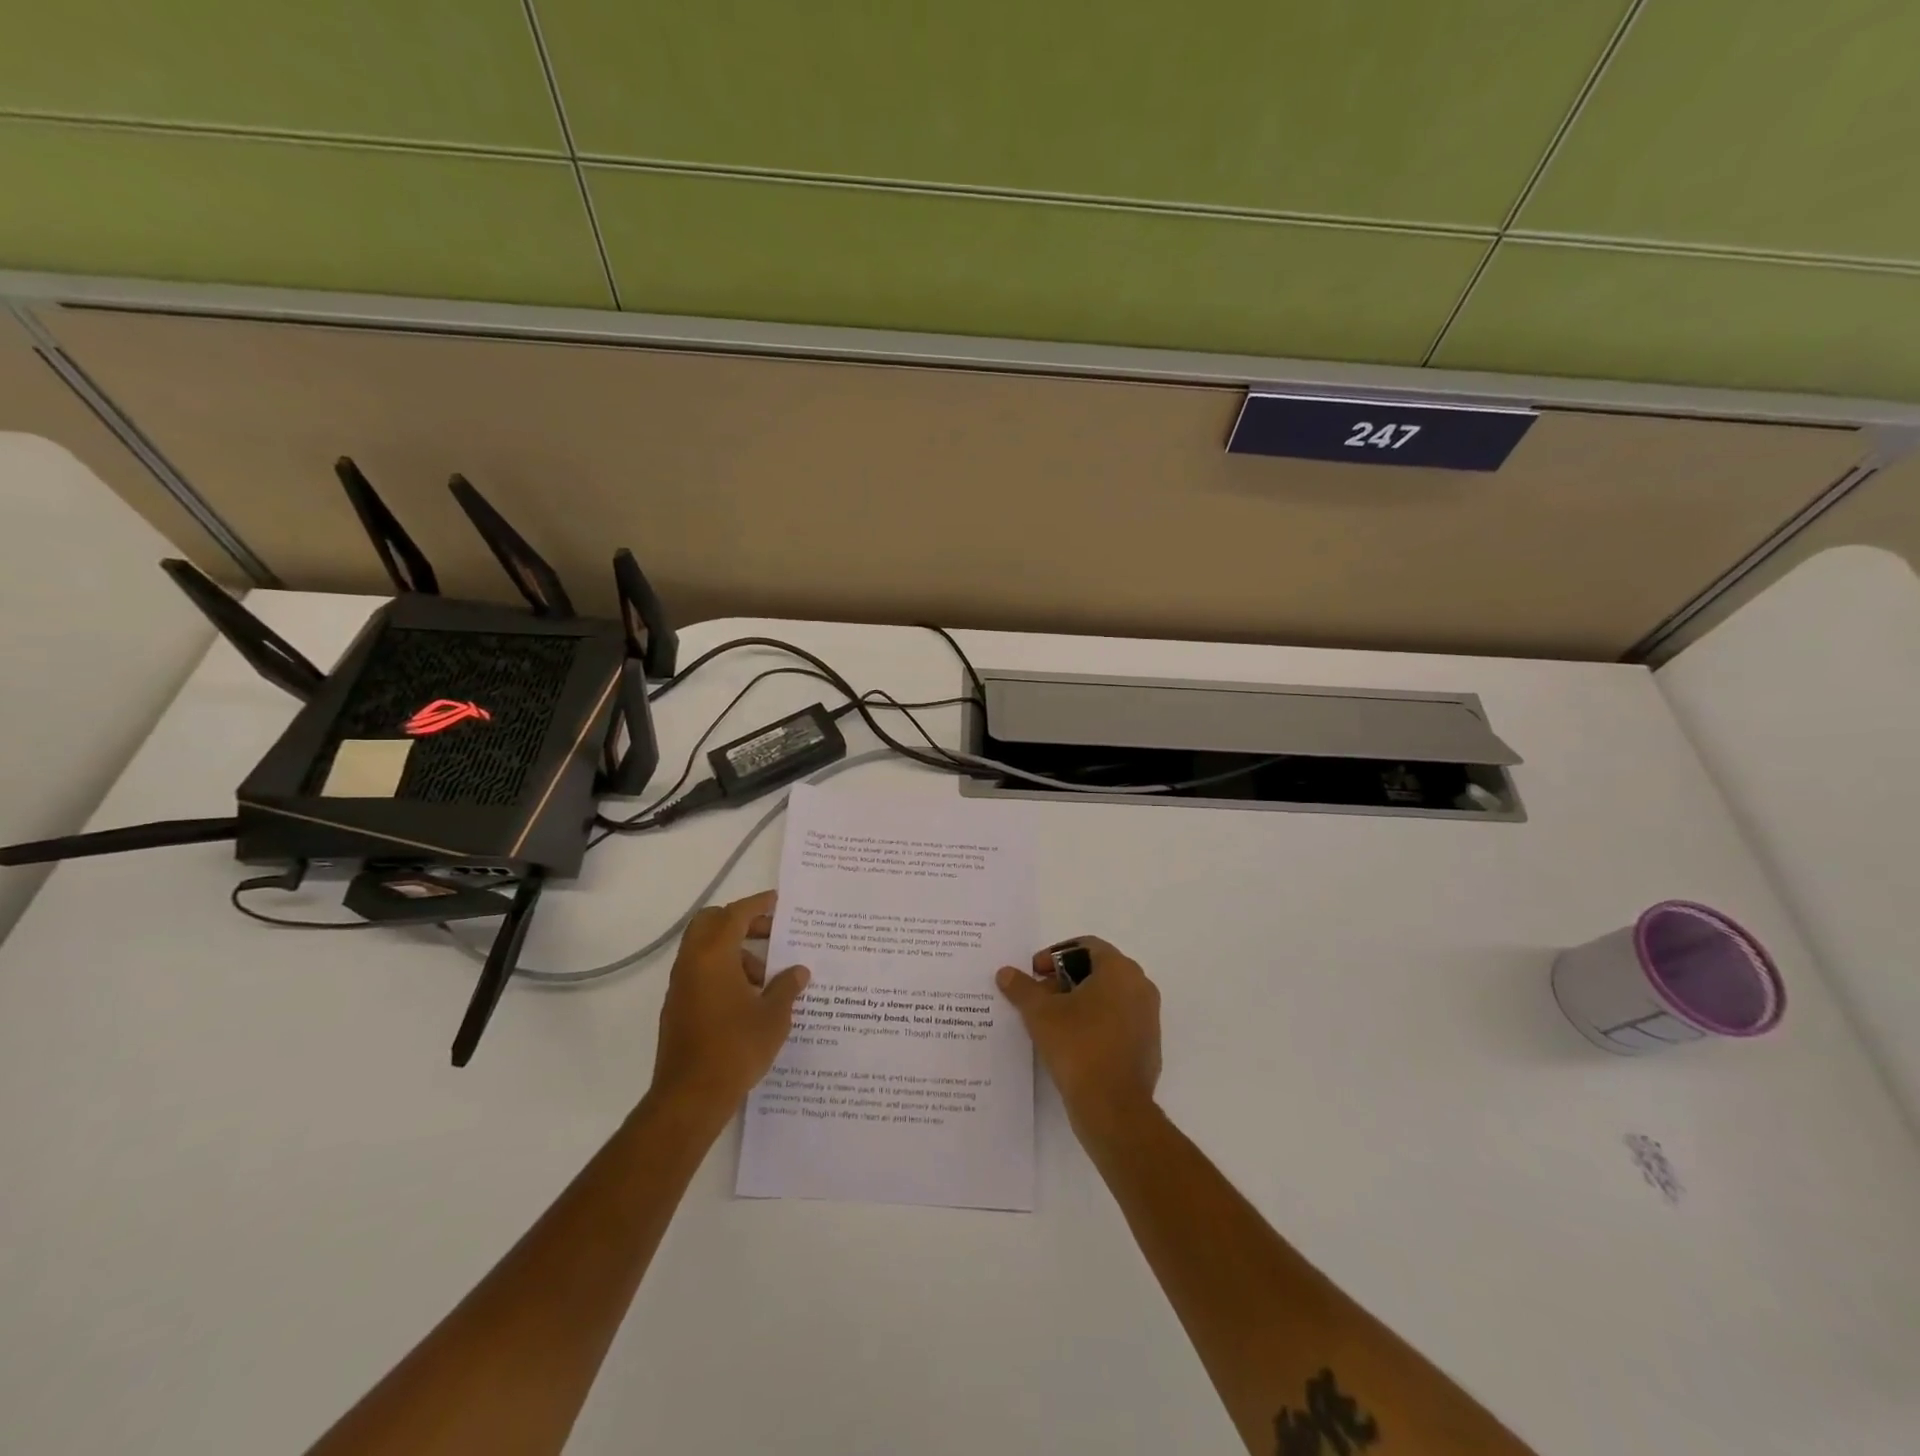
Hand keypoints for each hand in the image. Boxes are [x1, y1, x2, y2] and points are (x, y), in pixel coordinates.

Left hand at [649, 890, 810, 1120]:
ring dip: (734, 950)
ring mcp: (681, 986)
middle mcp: (692, 963)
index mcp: (714, 955)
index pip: (735, 914)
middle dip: (741, 922)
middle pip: (711, 923)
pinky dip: (722, 970)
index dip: (758, 904)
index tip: (778, 902)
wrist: (691, 1097)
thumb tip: (799, 971)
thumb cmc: (736, 1047)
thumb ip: (787, 986)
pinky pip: (700, 972)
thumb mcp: (774, 1015)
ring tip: (765, 977)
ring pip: (705, 949)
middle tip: (770, 933)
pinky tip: (747, 998)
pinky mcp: (677, 1007)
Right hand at [996, 936, 1160, 1139]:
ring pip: (1109, 996)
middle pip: (1098, 970)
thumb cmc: (1078, 1046)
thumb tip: (1006, 973)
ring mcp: (1148, 1017)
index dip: (1055, 955)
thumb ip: (1022, 988)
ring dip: (1080, 1001)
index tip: (1035, 973)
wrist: (1113, 1107)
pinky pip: (1119, 1021)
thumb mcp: (1040, 1013)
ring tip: (1052, 1021)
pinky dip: (1096, 1023)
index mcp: (1119, 970)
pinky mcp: (1148, 1045)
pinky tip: (1073, 1043)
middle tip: (1040, 996)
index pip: (1086, 946)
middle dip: (1065, 979)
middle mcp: (1140, 986)